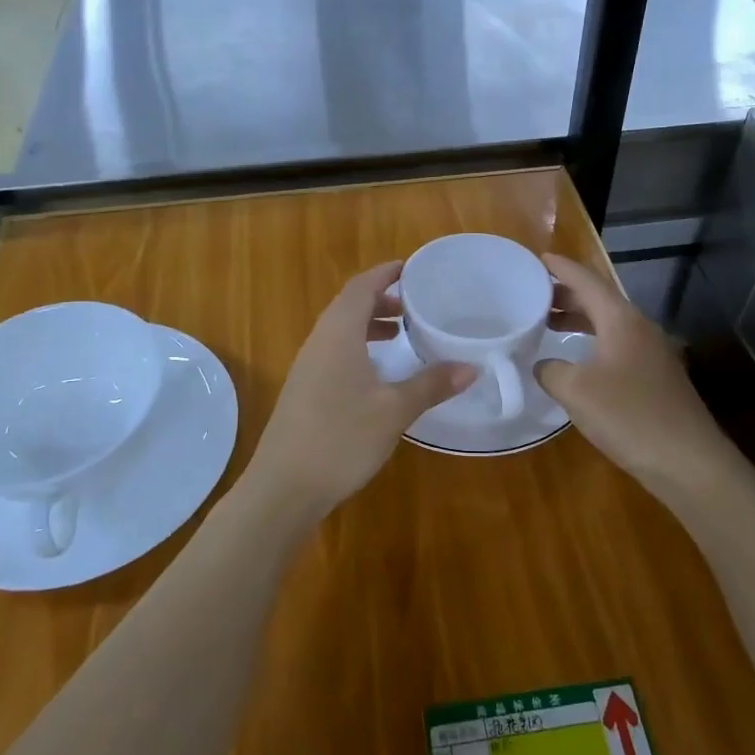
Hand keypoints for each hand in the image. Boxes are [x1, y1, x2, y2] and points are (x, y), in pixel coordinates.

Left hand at [247, 262, 474, 514]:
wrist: (284, 486)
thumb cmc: (341, 438)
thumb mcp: (394, 410)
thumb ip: (432, 385)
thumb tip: (471, 367)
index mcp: (338, 334)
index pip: (361, 287)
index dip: (384, 274)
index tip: (410, 268)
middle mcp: (318, 342)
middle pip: (348, 305)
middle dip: (380, 299)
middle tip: (412, 306)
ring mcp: (306, 367)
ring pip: (339, 330)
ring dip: (368, 324)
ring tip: (399, 335)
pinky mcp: (303, 391)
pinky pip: (333, 352)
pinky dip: (357, 347)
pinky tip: (376, 374)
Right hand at [535, 254, 737, 492]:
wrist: (689, 462)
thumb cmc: (629, 416)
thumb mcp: (576, 391)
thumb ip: (551, 371)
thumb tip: (543, 364)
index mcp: (622, 320)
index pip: (588, 281)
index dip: (562, 268)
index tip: (538, 257)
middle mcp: (640, 328)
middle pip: (600, 299)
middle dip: (567, 293)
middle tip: (534, 294)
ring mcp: (652, 353)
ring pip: (609, 324)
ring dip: (579, 320)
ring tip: (548, 323)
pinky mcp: (656, 378)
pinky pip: (617, 346)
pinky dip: (592, 342)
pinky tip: (577, 362)